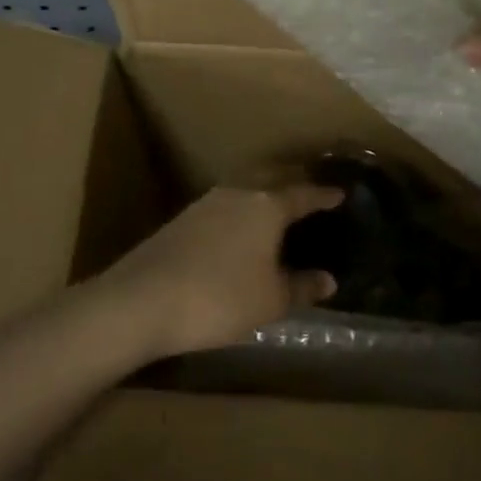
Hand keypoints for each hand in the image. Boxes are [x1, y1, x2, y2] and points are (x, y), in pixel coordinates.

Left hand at [100, 185, 344, 358]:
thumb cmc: (219, 298)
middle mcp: (238, 193)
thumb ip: (301, 287)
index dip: (324, 195)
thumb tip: (328, 280)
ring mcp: (205, 203)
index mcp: (267, 206)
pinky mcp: (181, 220)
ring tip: (275, 211)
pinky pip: (223, 207)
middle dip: (293, 183)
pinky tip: (239, 232)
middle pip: (272, 179)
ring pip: (244, 190)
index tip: (340, 193)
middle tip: (310, 191)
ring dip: (263, 196)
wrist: (140, 301)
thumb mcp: (270, 301)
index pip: (303, 194)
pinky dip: (240, 213)